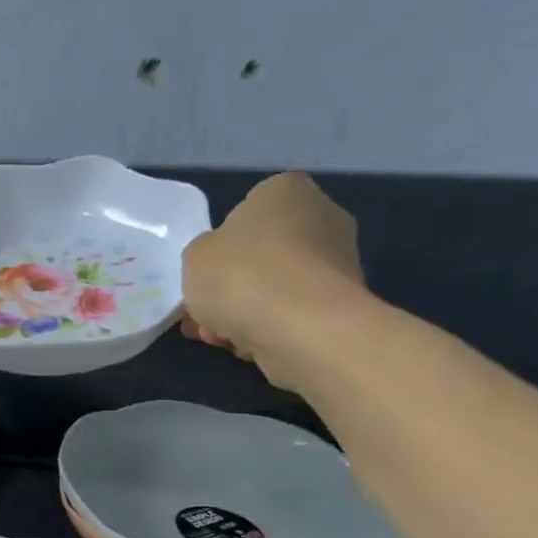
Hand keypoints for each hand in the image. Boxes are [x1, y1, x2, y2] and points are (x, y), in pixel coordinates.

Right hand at [181, 172, 366, 388]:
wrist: (301, 327)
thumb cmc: (241, 275)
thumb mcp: (194, 257)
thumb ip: (203, 255)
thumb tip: (220, 266)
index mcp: (285, 190)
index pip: (246, 210)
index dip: (220, 246)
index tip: (204, 275)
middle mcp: (322, 215)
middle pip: (261, 254)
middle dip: (231, 287)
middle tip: (205, 315)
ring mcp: (338, 261)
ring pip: (275, 288)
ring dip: (244, 312)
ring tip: (219, 338)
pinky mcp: (342, 303)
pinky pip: (293, 313)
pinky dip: (269, 328)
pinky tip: (248, 347)